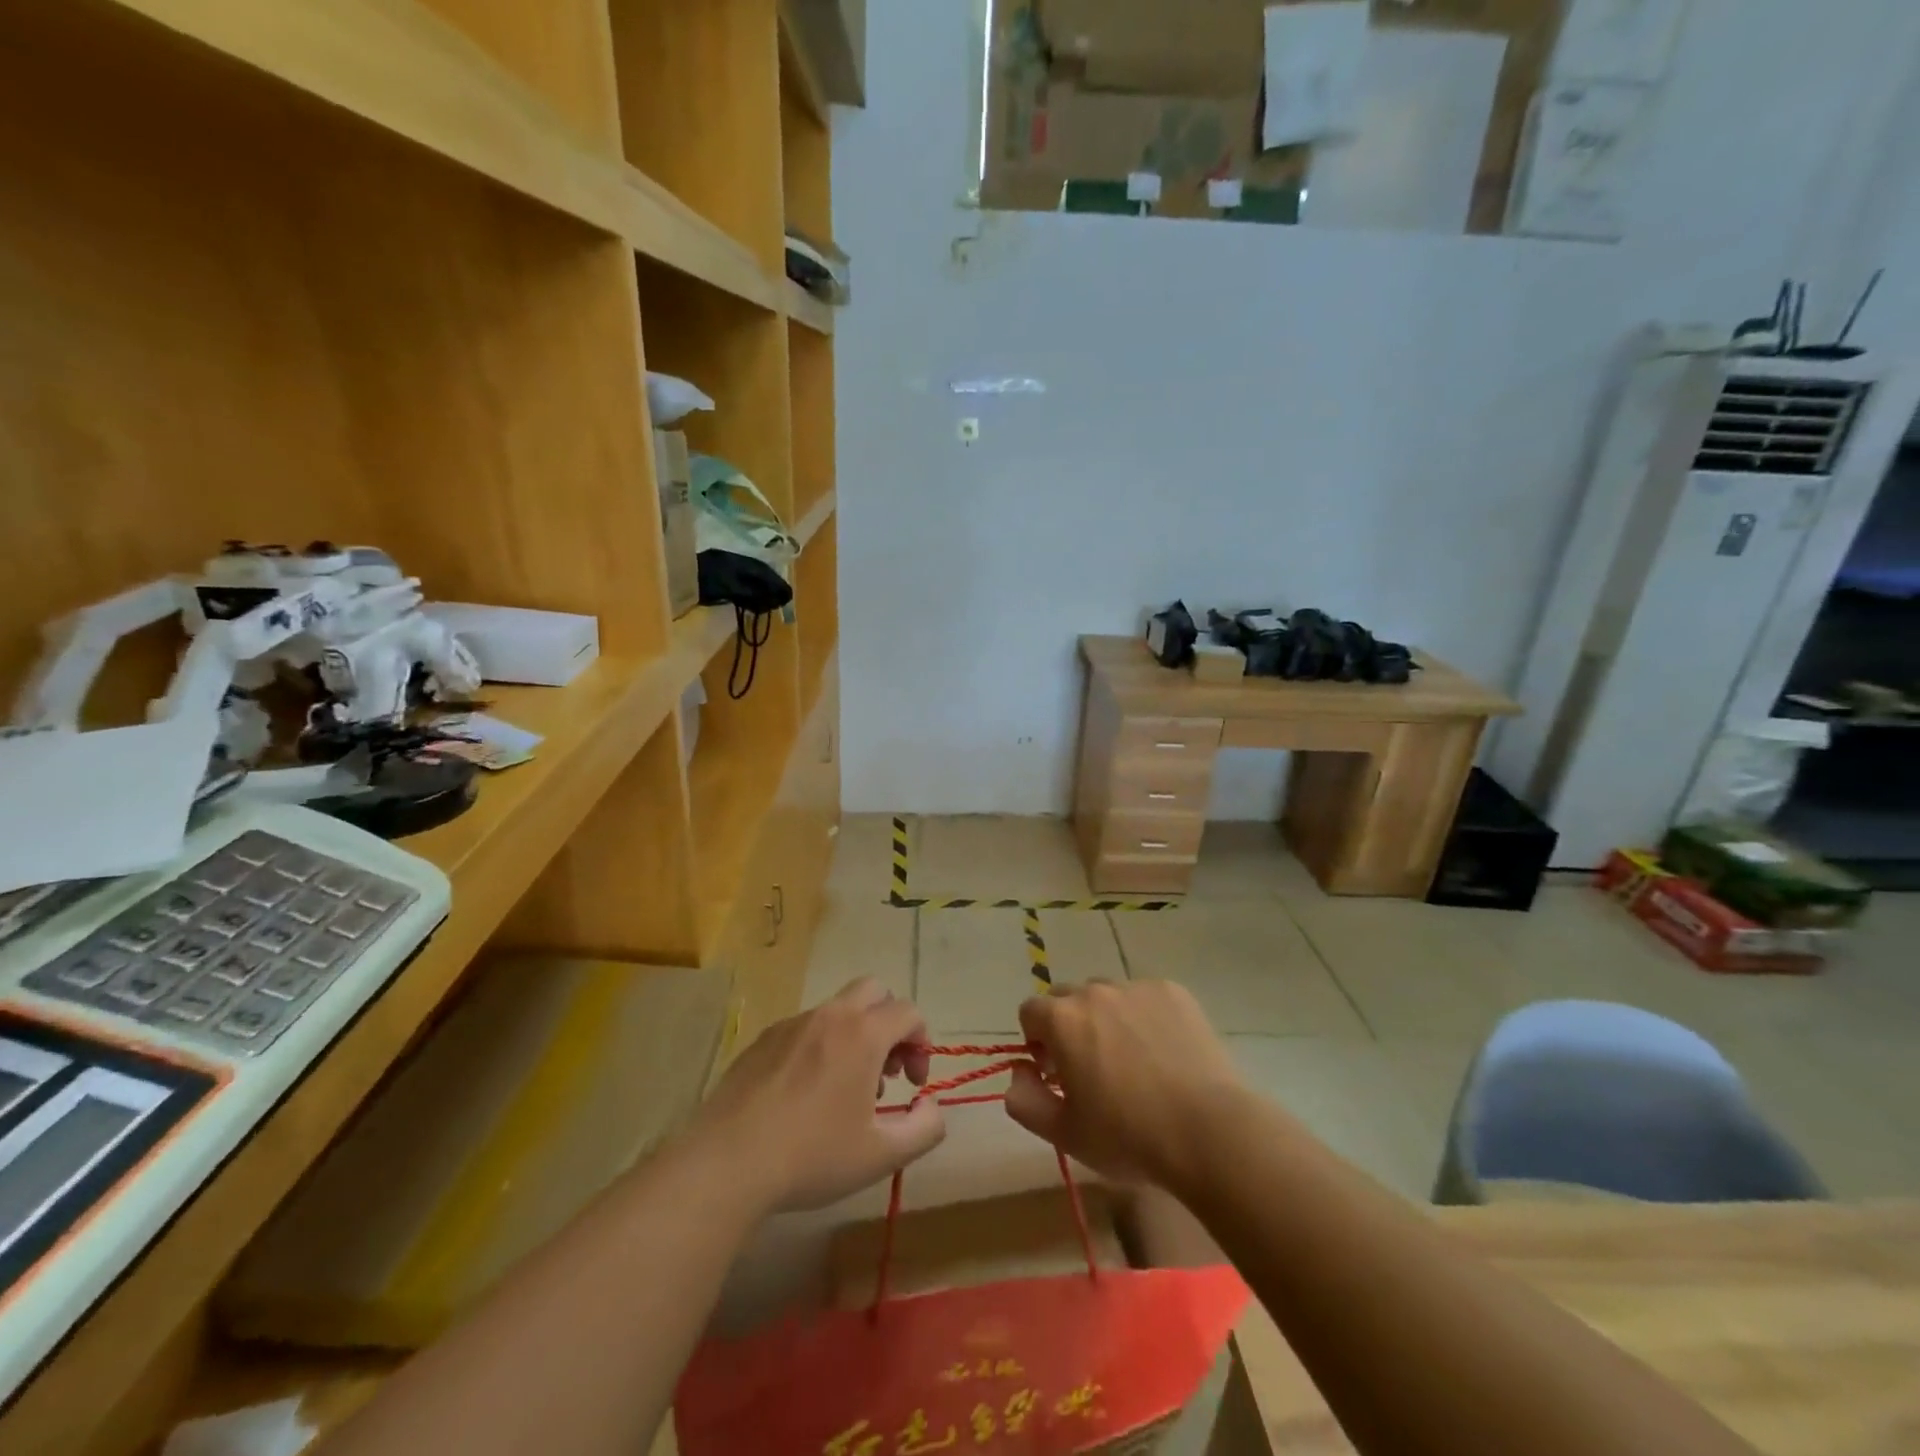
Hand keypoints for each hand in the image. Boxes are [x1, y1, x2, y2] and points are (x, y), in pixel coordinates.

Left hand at [695, 979, 945, 1212]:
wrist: (727, 1161)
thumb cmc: (812, 1156)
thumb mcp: (882, 1155)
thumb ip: (925, 1128)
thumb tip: (932, 1105)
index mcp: (863, 1034)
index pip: (909, 1012)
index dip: (922, 1044)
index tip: (913, 1086)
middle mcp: (830, 1016)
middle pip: (874, 991)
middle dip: (890, 1022)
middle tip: (886, 1069)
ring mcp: (792, 1024)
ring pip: (837, 1009)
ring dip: (855, 1035)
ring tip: (845, 1088)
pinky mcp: (762, 1039)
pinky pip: (804, 1028)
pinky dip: (819, 1046)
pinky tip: (805, 1093)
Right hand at [1003, 980, 1243, 1191]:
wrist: (1208, 1131)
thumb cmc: (1128, 1137)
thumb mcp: (1064, 1134)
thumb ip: (1024, 1100)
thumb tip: (1019, 1072)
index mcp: (1062, 1019)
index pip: (1030, 1012)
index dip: (1038, 1042)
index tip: (1057, 1074)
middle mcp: (1095, 991)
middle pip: (1068, 998)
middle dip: (1070, 1026)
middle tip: (1093, 1069)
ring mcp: (1137, 987)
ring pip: (1108, 995)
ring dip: (1108, 1018)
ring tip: (1134, 1060)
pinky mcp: (1174, 992)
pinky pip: (1146, 997)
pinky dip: (1146, 1017)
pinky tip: (1165, 1053)